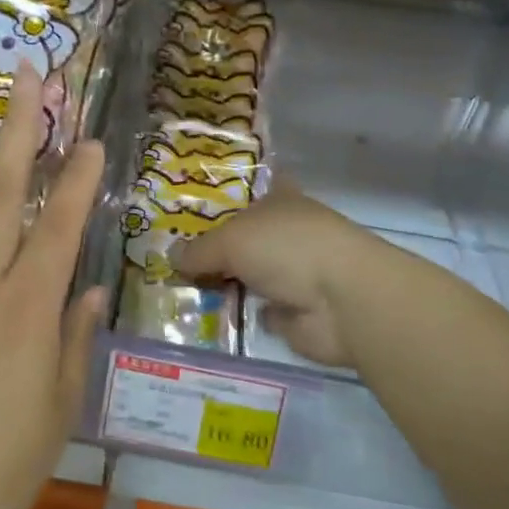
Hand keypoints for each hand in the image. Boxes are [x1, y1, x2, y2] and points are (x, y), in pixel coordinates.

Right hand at [171, 185, 372, 367]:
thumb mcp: (231, 240)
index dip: (221, 198)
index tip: (187, 208)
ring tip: (175, 289)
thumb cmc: (287, 248)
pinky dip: (237, 315)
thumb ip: (199, 250)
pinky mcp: (295, 312)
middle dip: (211, 247)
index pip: (248, 191)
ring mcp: (292, 273)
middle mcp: (286, 233)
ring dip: (221, 284)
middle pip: (242, 237)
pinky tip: (204, 317)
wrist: (342, 301)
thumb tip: (171, 257)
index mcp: (279, 200)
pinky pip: (255, 310)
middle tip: (167, 256)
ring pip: (247, 274)